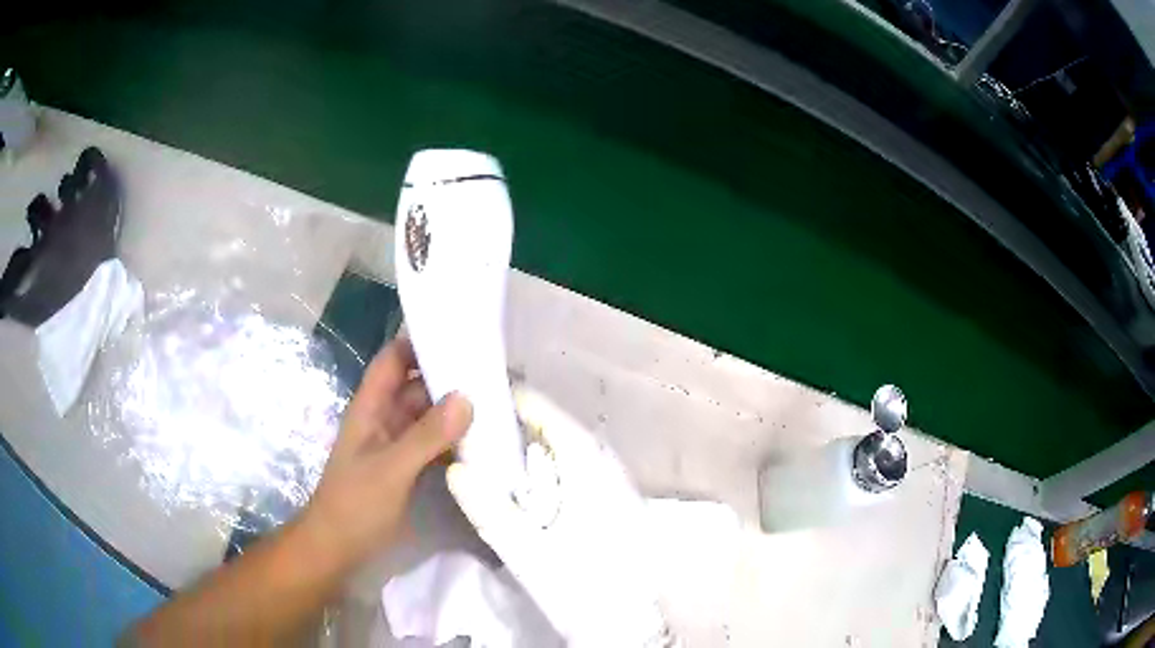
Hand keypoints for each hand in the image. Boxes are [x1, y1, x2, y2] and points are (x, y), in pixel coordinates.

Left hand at [301, 337, 472, 569]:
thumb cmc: (356, 504)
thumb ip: (427, 435)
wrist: (338, 549)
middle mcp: (384, 419)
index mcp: (371, 407)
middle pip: (416, 386)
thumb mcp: (391, 468)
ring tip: (498, 402)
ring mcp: (396, 445)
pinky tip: (482, 441)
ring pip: (428, 416)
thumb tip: (467, 397)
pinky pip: (433, 443)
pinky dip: (454, 440)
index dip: (419, 343)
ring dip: (455, 411)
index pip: (393, 360)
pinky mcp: (407, 468)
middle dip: (449, 378)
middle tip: (494, 373)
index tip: (460, 337)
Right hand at [446, 387, 672, 647]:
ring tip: (490, 458)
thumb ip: (488, 508)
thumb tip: (456, 467)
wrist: (631, 619)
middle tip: (472, 434)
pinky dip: (547, 472)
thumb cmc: (581, 585)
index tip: (473, 404)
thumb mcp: (527, 550)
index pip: (544, 412)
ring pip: (564, 450)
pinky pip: (574, 471)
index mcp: (586, 464)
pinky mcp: (613, 500)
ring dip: (530, 452)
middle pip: (553, 429)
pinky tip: (527, 490)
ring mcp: (613, 481)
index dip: (509, 404)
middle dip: (514, 429)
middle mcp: (604, 462)